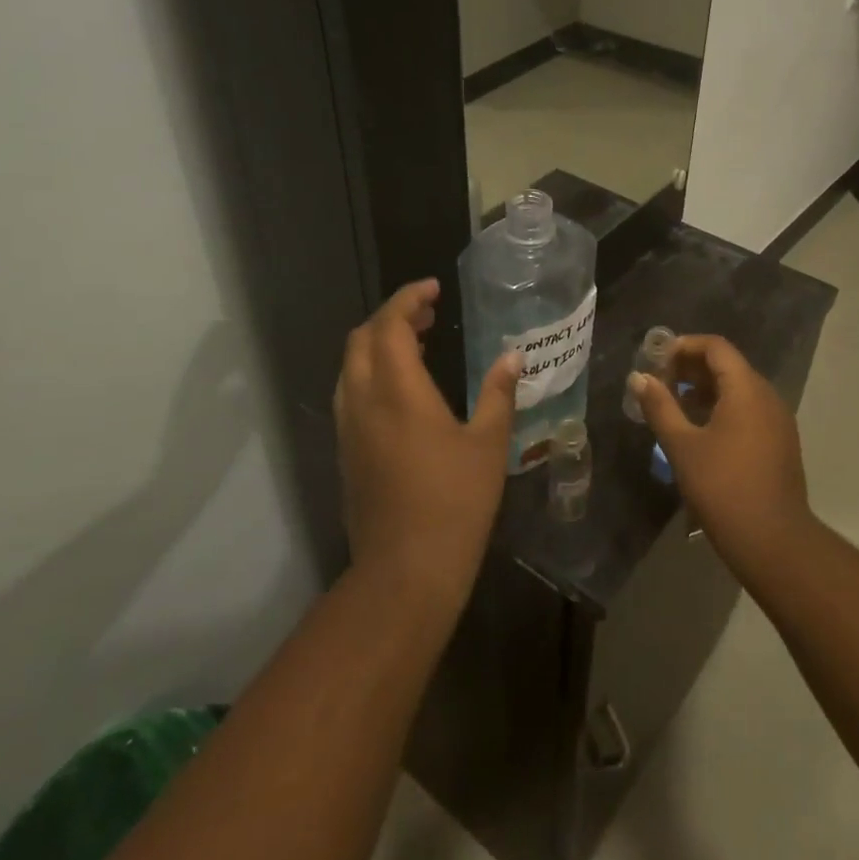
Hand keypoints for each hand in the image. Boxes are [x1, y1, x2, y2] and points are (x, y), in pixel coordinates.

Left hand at [334, 279, 518, 612]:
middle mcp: (363, 401)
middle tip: (429, 314)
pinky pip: (350, 393)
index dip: (408, 298)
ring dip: (378, 344)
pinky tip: (403, 389)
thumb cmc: (455, 502)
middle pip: (362, 339)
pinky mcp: (346, 453)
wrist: (405, 570)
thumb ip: (499, 393)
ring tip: (417, 344)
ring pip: (351, 366)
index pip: (390, 324)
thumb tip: (512, 356)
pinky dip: (371, 372)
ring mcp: (349, 429)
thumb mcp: (489, 444)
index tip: (434, 289)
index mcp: (398, 391)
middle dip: (391, 317)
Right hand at [629, 335, 813, 580]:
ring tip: (674, 405)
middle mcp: (767, 396)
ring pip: (739, 389)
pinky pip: (748, 409)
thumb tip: (639, 378)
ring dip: (705, 389)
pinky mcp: (780, 442)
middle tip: (659, 381)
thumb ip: (660, 406)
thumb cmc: (723, 488)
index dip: (684, 346)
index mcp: (746, 389)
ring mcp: (778, 420)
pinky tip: (699, 429)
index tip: (656, 360)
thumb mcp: (682, 446)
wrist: (773, 541)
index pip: (716, 347)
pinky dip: (722, 407)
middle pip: (728, 365)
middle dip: (691, 368)